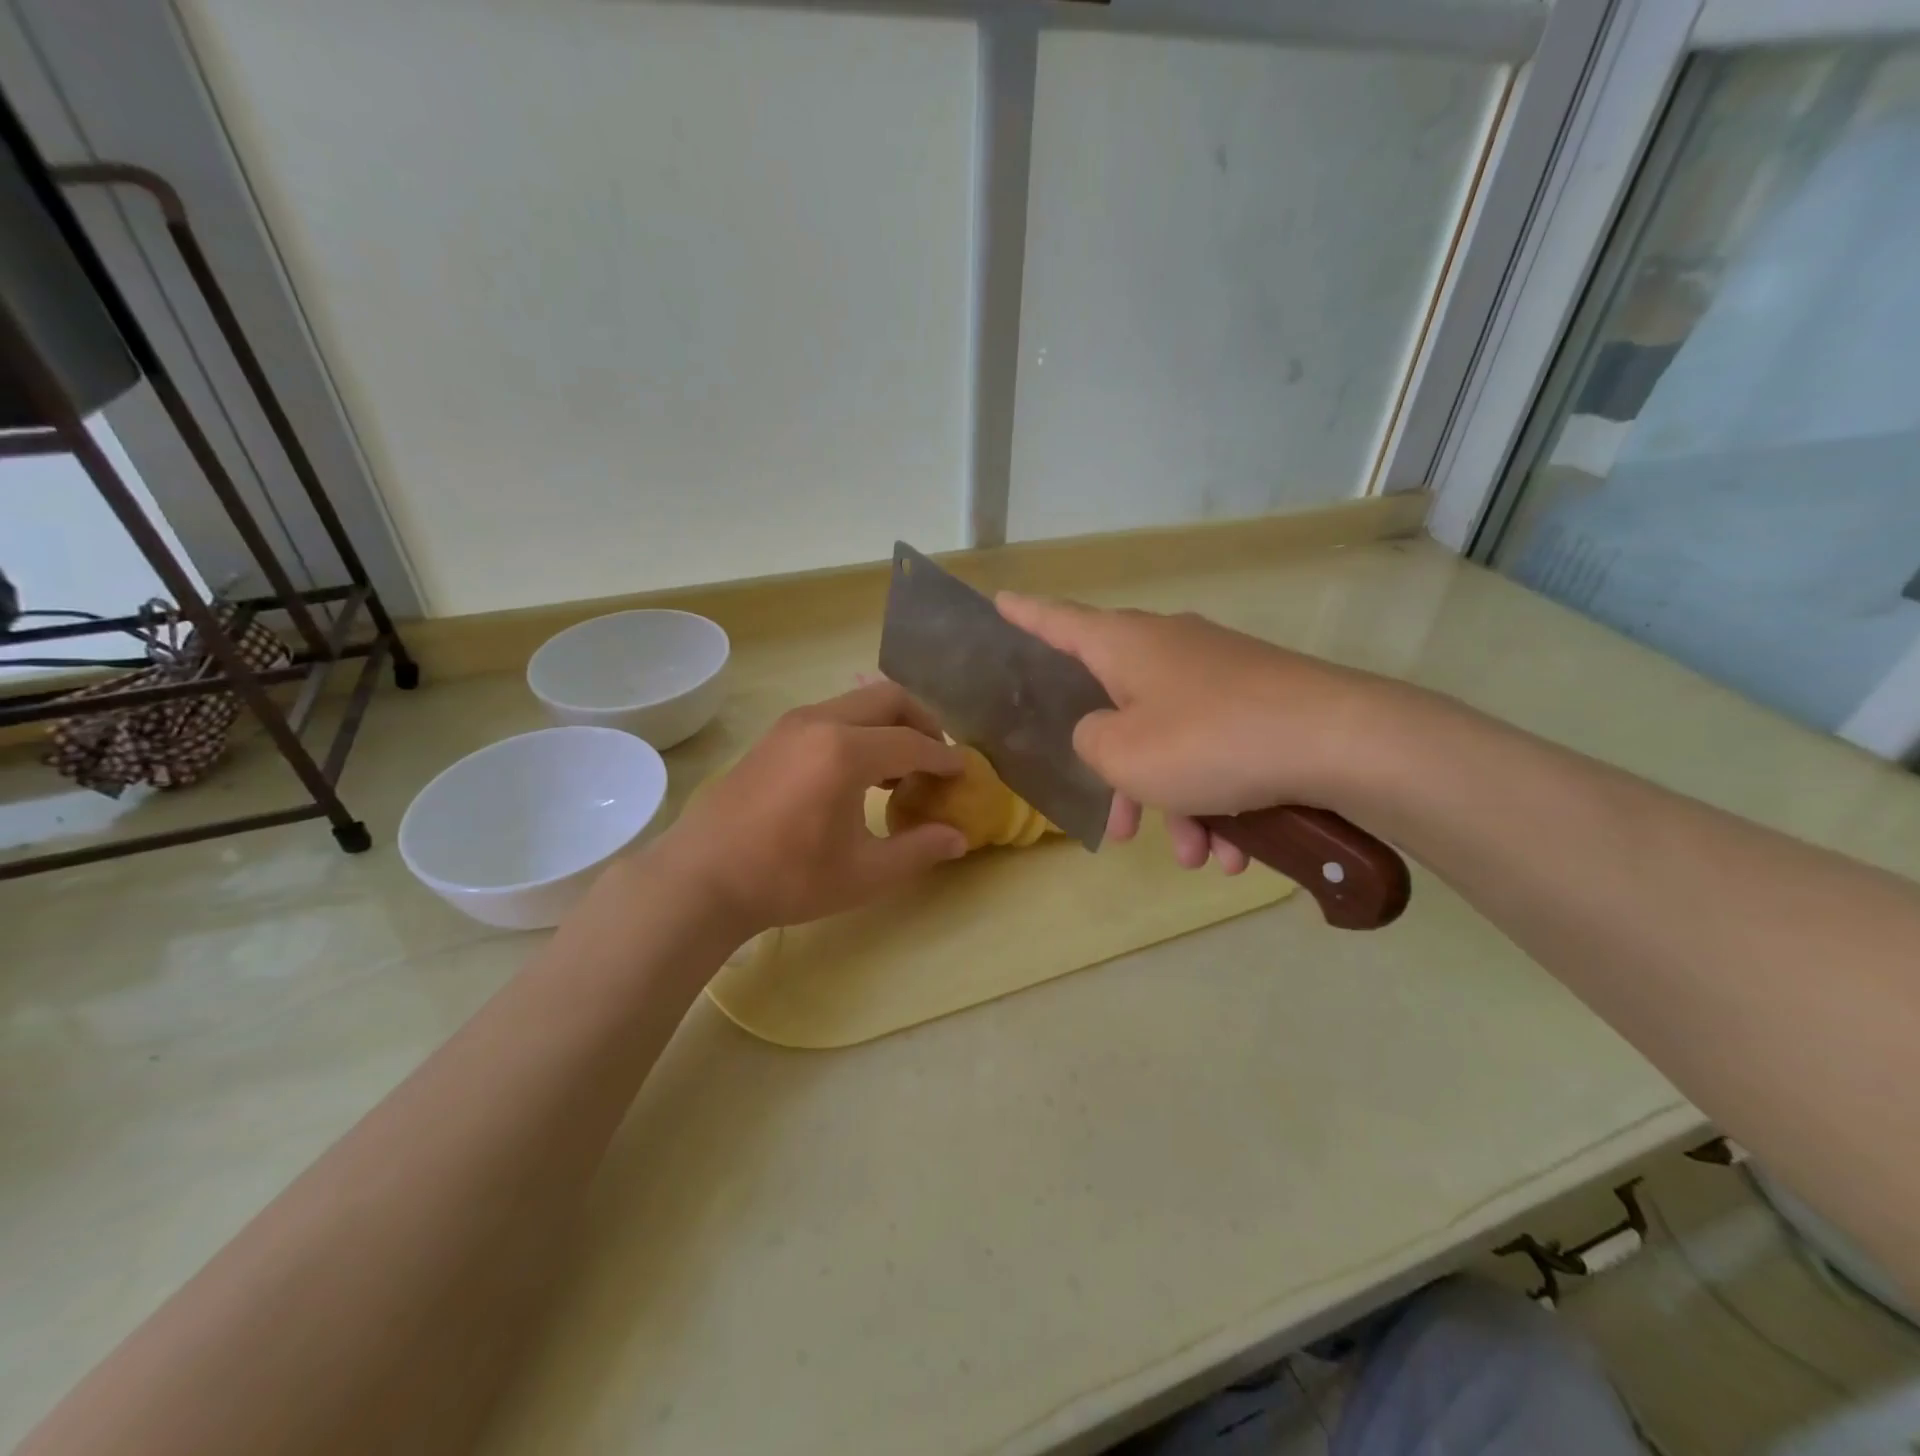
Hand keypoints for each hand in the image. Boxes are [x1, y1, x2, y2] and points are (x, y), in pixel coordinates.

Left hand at [653, 682, 968, 932]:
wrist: (702, 877)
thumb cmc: (787, 878)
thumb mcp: (863, 874)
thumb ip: (918, 850)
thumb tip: (959, 837)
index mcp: (845, 752)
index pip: (914, 743)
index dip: (945, 758)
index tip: (964, 772)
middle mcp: (821, 722)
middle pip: (889, 698)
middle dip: (922, 722)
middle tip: (936, 758)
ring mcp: (792, 724)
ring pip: (857, 703)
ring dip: (888, 724)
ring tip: (900, 768)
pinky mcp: (774, 735)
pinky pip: (832, 715)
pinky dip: (859, 730)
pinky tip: (857, 772)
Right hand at [996, 595, 1384, 872]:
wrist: (1342, 743)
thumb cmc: (1210, 741)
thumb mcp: (1122, 754)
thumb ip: (1088, 741)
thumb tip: (1102, 733)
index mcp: (1124, 644)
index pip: (1057, 621)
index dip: (1023, 614)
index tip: (999, 600)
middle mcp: (1169, 648)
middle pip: (1118, 707)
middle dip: (1118, 775)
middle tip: (1118, 828)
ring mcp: (1220, 674)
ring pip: (1173, 743)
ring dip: (1175, 803)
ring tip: (1195, 855)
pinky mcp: (1261, 702)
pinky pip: (1218, 752)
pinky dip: (1218, 799)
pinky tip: (1236, 849)